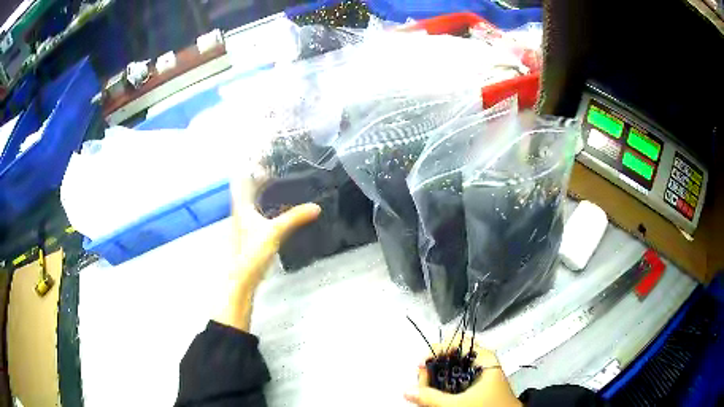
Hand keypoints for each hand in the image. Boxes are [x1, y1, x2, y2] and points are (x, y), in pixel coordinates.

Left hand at [214, 166, 320, 330]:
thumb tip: (316, 207)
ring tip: (278, 183)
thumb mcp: (275, 232)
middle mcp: (240, 210)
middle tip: (277, 169)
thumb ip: (295, 218)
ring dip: (261, 190)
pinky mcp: (249, 232)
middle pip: (246, 187)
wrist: (242, 277)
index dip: (250, 166)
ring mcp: (243, 222)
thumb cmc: (253, 251)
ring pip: (251, 200)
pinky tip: (277, 208)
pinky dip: (264, 204)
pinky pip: (256, 210)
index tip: (265, 158)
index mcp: (242, 205)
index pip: (241, 178)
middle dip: (258, 177)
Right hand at [404, 338, 521, 406]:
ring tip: (425, 394)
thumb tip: (405, 390)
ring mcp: (478, 374)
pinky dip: (442, 387)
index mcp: (483, 357)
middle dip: (432, 370)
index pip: (457, 342)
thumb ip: (431, 397)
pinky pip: (454, 381)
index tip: (422, 365)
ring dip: (435, 381)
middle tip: (421, 386)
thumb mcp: (458, 404)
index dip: (437, 350)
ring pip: (450, 371)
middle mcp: (481, 362)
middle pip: (450, 357)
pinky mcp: (475, 386)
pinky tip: (435, 397)